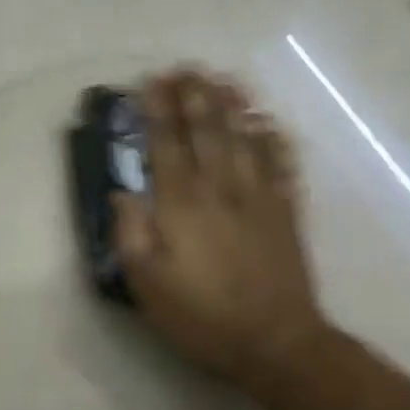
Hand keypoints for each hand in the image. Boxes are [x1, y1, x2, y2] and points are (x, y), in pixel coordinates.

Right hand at [114, 70, 329, 396]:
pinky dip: (274, 138)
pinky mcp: (286, 211)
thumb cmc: (202, 316)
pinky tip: (269, 122)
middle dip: (195, 95)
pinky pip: (282, 163)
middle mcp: (220, 188)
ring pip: (246, 137)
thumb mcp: (147, 284)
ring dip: (234, 104)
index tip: (151, 82)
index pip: (166, 143)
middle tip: (187, 68)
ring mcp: (258, 196)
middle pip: (207, 129)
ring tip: (224, 79)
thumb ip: (131, 233)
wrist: (275, 341)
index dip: (157, 109)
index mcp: (181, 204)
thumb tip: (123, 193)